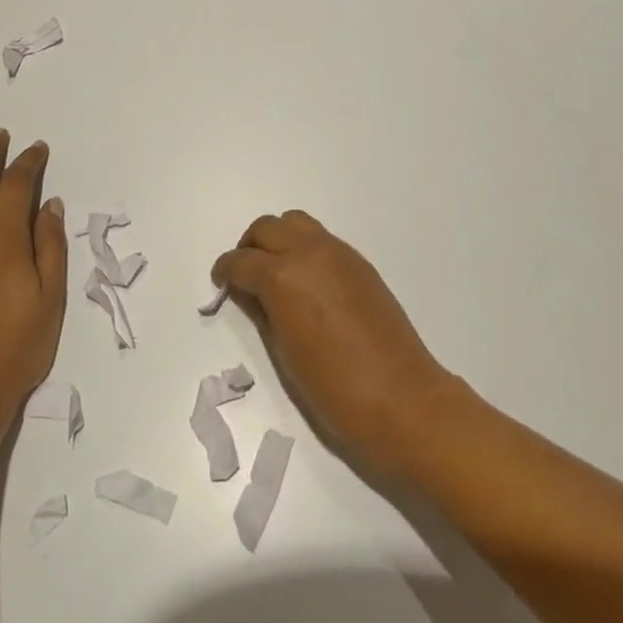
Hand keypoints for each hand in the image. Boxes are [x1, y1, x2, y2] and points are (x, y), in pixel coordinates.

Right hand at [212, 211, 453, 475]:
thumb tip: (248, 293)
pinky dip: (304, 248)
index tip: (220, 282)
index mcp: (284, 278)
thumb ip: (262, 313)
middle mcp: (309, 254)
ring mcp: (338, 254)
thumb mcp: (285, 354)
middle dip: (249, 247)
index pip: (242, 262)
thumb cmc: (334, 389)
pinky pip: (322, 239)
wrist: (402, 399)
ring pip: (296, 223)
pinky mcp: (360, 263)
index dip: (225, 271)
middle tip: (244, 275)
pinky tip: (307, 282)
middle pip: (267, 228)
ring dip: (278, 239)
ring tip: (275, 272)